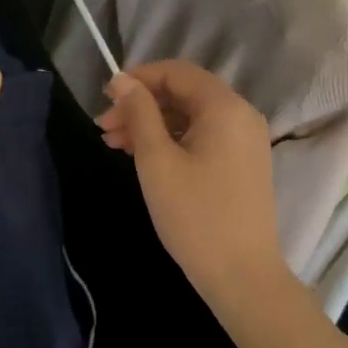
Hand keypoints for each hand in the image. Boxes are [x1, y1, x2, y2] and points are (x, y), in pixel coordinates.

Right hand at [96, 61, 291, 305]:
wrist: (241, 274)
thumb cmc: (194, 215)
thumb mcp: (157, 161)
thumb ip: (139, 114)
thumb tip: (123, 81)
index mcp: (225, 108)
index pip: (177, 72)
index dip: (139, 78)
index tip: (105, 97)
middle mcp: (241, 116)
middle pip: (184, 93)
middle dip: (141, 105)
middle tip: (104, 127)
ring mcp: (244, 142)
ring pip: (190, 117)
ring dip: (152, 124)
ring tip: (114, 144)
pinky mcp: (241, 164)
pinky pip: (202, 137)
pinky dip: (171, 141)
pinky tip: (142, 157)